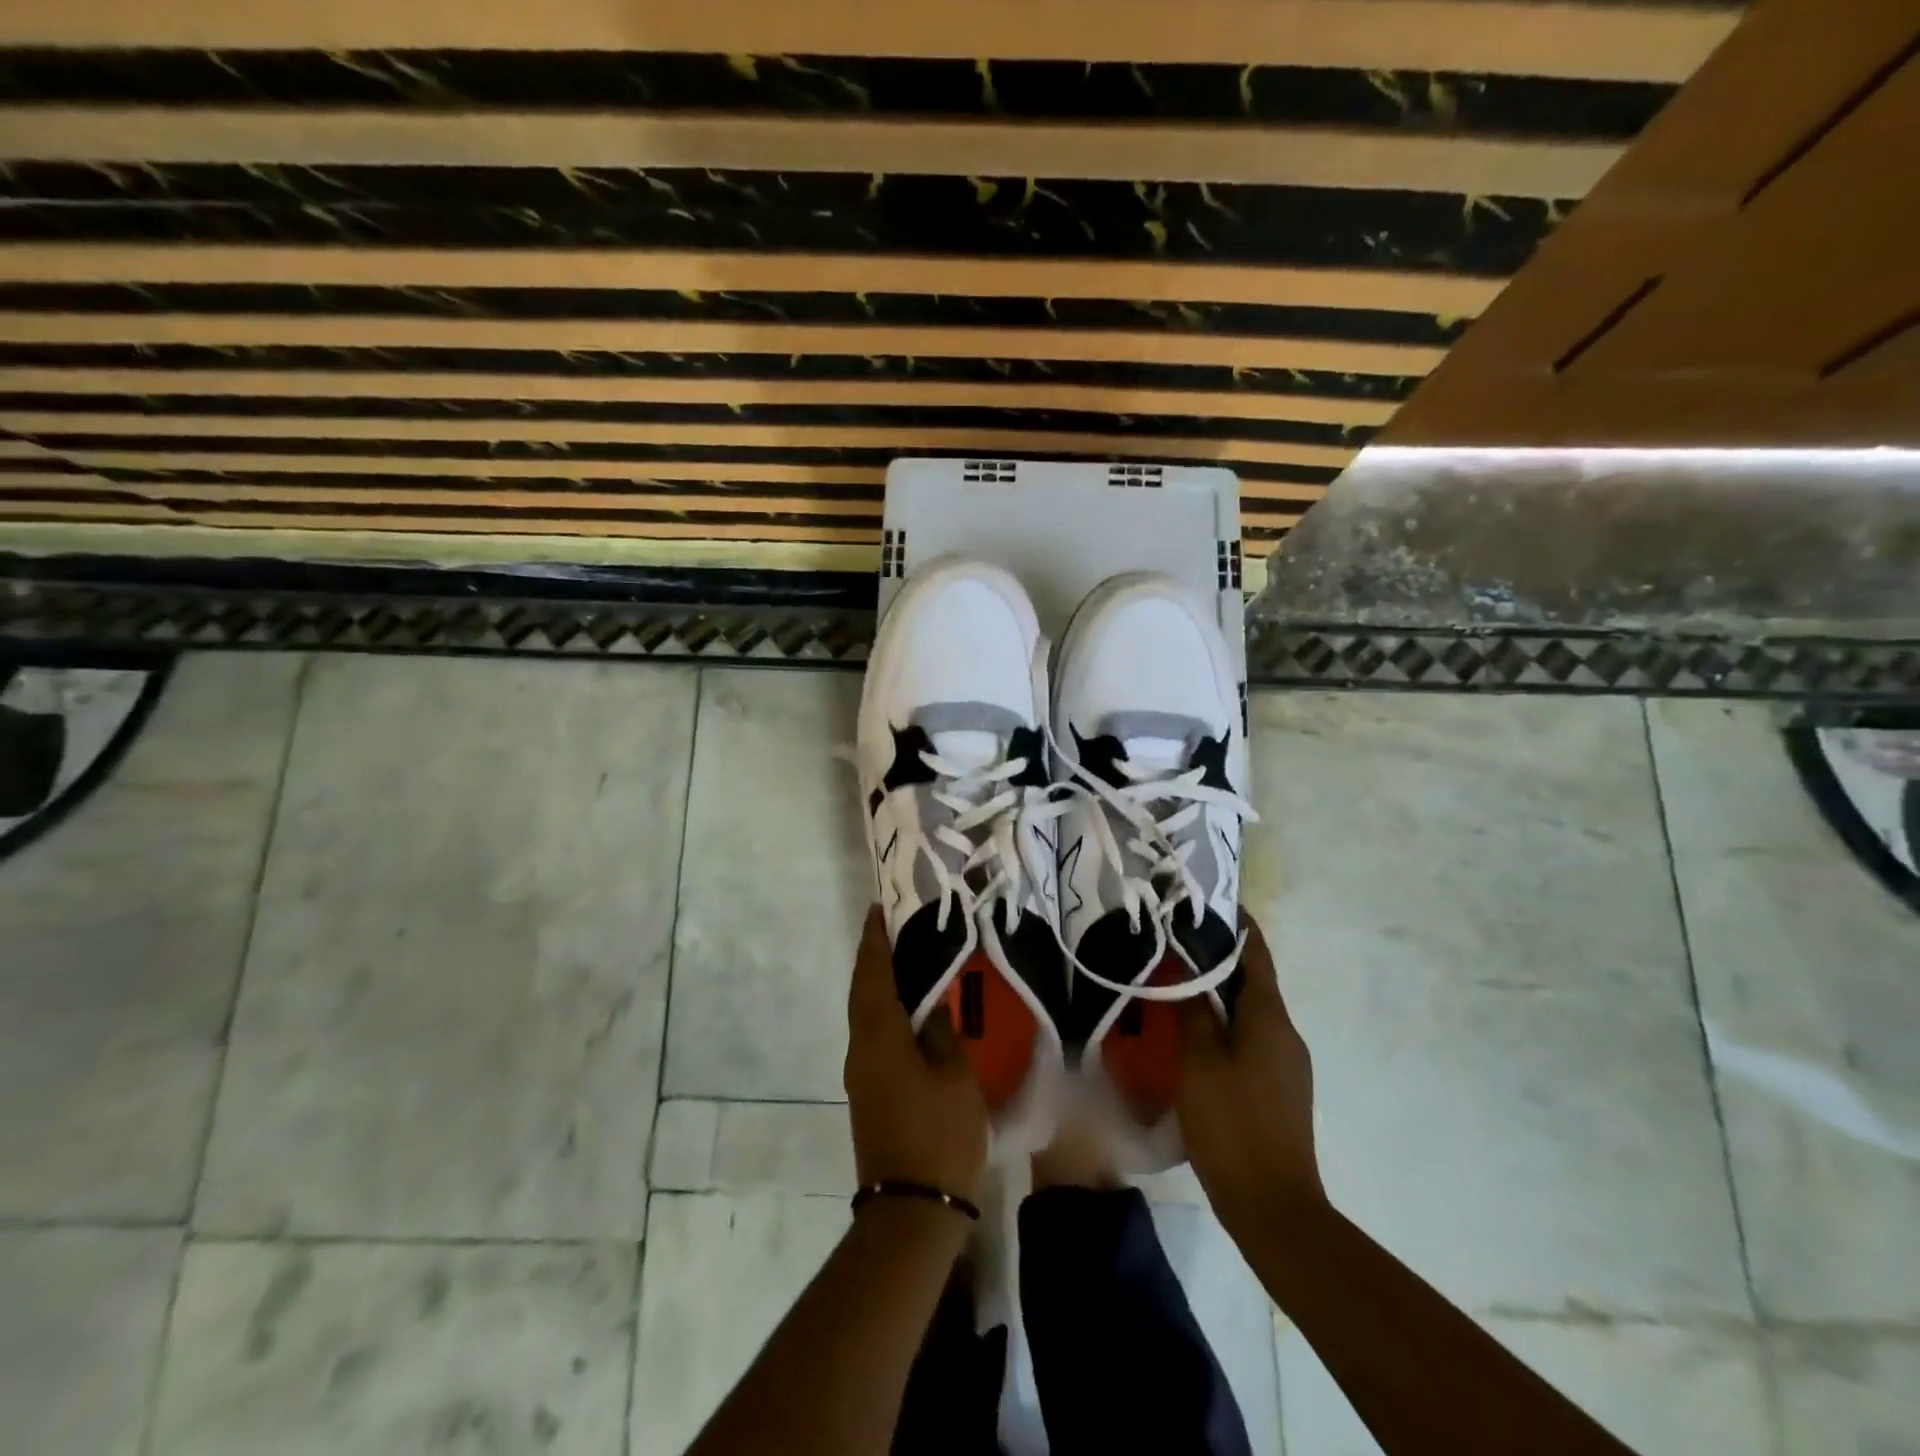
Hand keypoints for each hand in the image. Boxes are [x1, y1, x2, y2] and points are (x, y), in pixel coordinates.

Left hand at [844, 907, 989, 1202]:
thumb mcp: (955, 1077)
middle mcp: (860, 1049)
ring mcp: (860, 1074)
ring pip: (865, 1014)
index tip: (877, 910)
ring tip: (902, 961)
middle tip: (891, 929)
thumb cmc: (939, 1135)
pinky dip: (883, 1012)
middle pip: (862, 992)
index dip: (874, 941)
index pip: (872, 975)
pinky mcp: (868, 1094)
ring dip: (877, 984)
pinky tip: (905, 1011)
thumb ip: (941, 1034)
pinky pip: (872, 1036)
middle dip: (872, 958)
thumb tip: (931, 1008)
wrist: (911, 1210)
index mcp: (879, 1037)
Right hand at [1176, 914, 1324, 1236]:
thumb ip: (1193, 1010)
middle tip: (1174, 939)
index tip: (1204, 900)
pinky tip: (1193, 1031)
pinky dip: (1224, 1022)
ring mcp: (1286, 1062)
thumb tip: (1185, 966)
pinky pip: (1250, 1037)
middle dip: (1218, 957)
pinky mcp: (1279, 1086)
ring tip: (1176, 980)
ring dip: (1219, 992)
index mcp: (1270, 1018)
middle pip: (1252, 980)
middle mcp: (1285, 1032)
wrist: (1274, 1206)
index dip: (1235, 924)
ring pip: (1249, 1010)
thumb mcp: (1199, 1062)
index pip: (1255, 953)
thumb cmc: (1232, 1124)